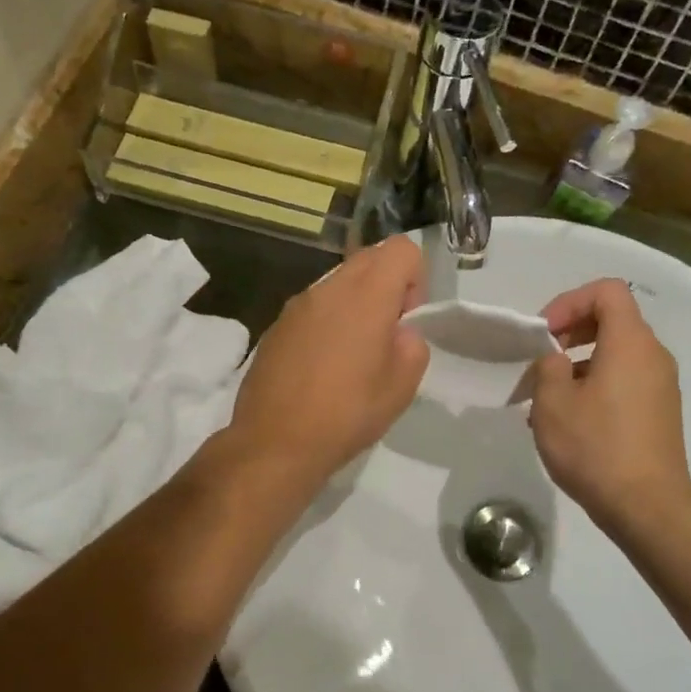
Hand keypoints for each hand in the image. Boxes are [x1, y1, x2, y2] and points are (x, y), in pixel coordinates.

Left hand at [227, 236, 429, 493]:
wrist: (274, 442)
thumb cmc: (346, 414)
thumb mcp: (402, 387)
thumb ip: (412, 345)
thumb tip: (398, 333)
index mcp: (366, 295)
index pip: (402, 249)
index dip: (415, 279)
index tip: (406, 321)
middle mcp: (329, 288)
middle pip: (369, 258)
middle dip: (387, 286)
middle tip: (385, 335)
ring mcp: (297, 304)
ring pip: (339, 282)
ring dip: (356, 304)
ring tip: (352, 355)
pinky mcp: (276, 325)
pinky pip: (314, 307)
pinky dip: (328, 321)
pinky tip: (321, 367)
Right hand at [528, 278, 690, 534]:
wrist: (648, 508)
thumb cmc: (596, 448)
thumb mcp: (553, 402)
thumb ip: (548, 366)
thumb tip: (557, 359)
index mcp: (631, 342)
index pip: (607, 291)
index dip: (570, 302)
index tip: (544, 334)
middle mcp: (653, 356)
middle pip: (613, 320)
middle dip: (571, 332)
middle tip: (542, 361)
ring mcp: (662, 386)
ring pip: (616, 354)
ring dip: (579, 365)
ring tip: (548, 399)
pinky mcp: (661, 412)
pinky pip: (626, 381)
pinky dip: (597, 385)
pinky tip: (571, 422)